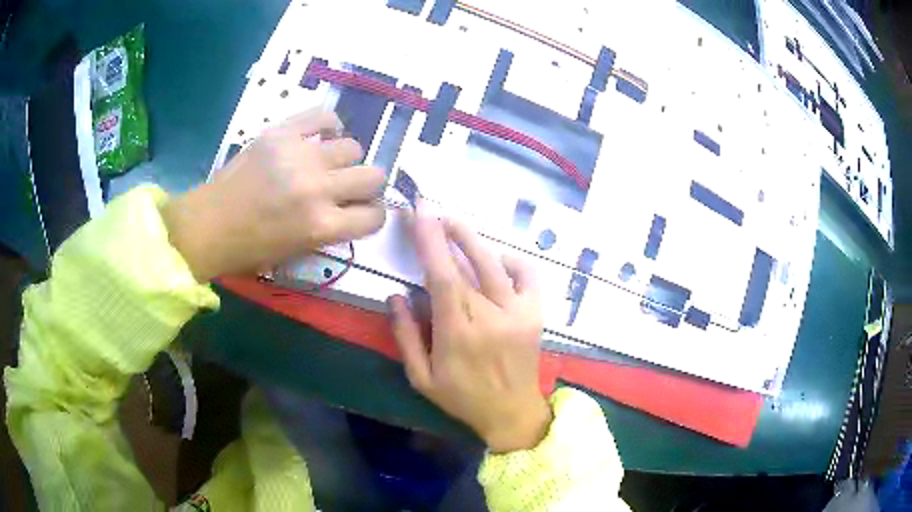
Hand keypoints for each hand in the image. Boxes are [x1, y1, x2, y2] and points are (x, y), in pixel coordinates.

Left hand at [162, 109, 385, 281]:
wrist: (208, 225)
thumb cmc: (249, 248)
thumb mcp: (298, 252)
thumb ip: (331, 230)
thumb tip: (351, 208)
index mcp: (321, 226)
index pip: (375, 216)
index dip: (372, 214)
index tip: (361, 212)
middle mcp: (318, 189)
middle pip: (374, 176)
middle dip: (366, 185)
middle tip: (346, 187)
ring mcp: (300, 156)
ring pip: (353, 146)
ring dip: (344, 158)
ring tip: (326, 162)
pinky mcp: (282, 133)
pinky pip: (324, 116)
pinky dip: (328, 125)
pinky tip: (320, 137)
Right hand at [387, 202, 551, 452]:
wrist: (512, 413)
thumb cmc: (462, 398)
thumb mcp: (421, 378)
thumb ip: (406, 336)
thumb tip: (394, 295)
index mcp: (458, 334)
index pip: (442, 277)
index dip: (430, 242)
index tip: (419, 214)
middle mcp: (491, 318)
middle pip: (466, 265)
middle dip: (445, 233)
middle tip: (431, 211)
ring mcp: (518, 313)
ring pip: (495, 264)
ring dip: (473, 239)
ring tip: (454, 223)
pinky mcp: (536, 314)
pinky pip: (527, 275)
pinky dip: (512, 260)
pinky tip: (496, 259)